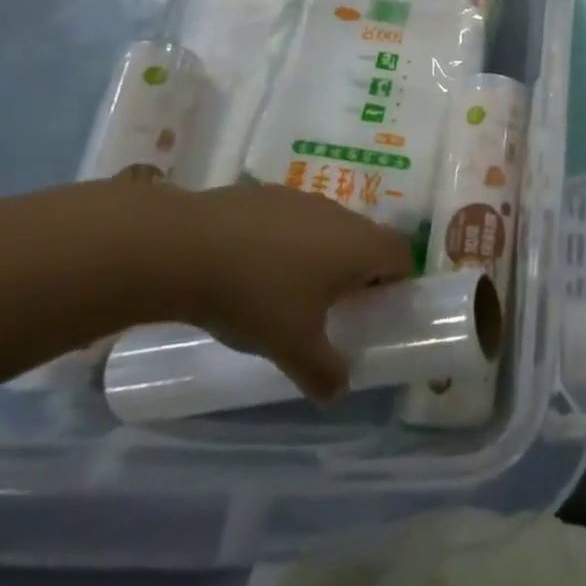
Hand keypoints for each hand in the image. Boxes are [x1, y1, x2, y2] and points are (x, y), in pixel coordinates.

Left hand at [115, 169, 414, 400]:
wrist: (183, 247)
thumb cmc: (255, 296)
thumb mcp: (291, 346)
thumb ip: (323, 372)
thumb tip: (338, 392)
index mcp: (359, 245)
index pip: (402, 254)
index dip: (395, 282)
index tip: (370, 310)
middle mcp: (339, 214)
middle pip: (364, 239)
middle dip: (354, 271)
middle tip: (328, 307)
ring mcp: (300, 198)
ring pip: (326, 227)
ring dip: (317, 253)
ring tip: (282, 288)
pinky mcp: (264, 193)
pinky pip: (289, 219)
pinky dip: (281, 240)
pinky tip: (247, 266)